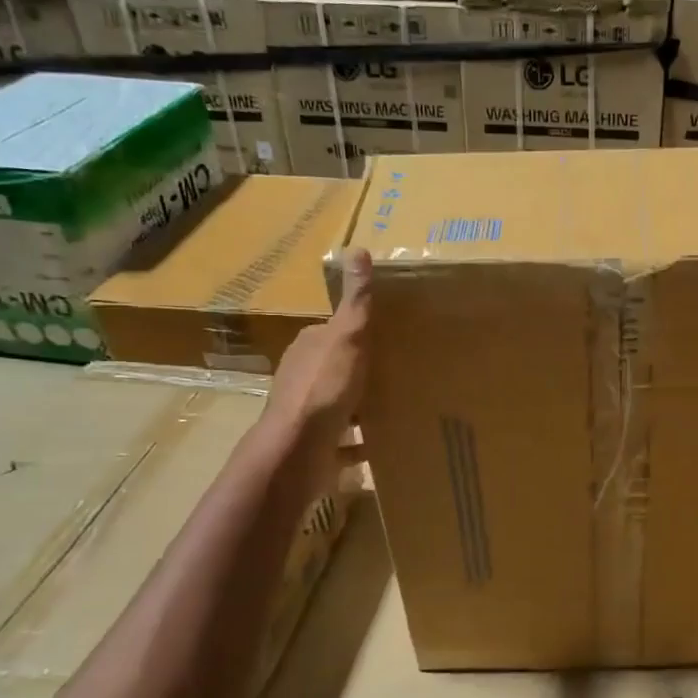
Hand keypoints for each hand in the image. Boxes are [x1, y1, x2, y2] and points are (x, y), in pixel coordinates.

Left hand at [248, 247, 371, 500]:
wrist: (299, 448)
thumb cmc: (324, 387)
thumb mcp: (347, 336)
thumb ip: (356, 300)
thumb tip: (356, 249)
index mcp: (307, 347)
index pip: (331, 331)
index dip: (356, 332)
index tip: (385, 336)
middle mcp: (301, 376)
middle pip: (334, 367)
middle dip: (360, 369)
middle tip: (398, 370)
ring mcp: (305, 412)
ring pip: (337, 402)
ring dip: (360, 404)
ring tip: (395, 404)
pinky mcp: (313, 443)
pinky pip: (341, 438)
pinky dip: (358, 440)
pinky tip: (380, 442)